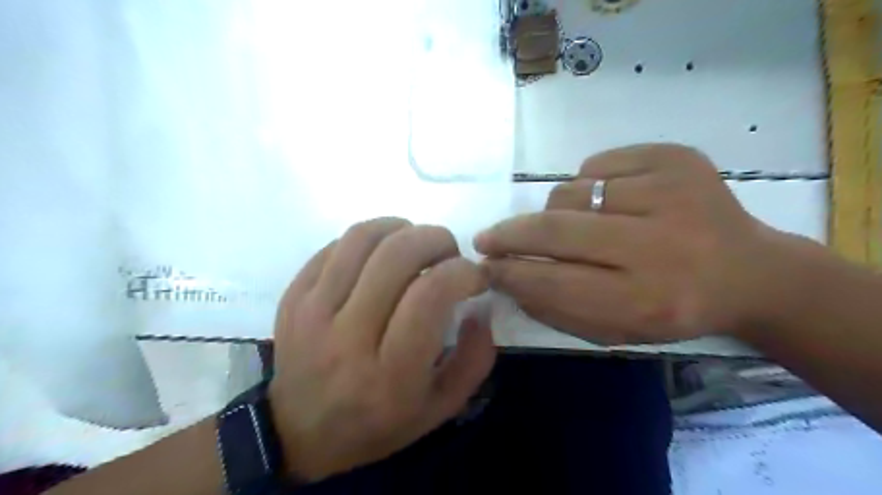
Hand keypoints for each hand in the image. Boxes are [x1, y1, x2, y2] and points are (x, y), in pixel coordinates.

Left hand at [268, 216, 493, 479]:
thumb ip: (475, 358)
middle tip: (449, 253)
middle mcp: (348, 335)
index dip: (462, 271)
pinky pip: (337, 245)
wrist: (298, 432)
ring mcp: (312, 310)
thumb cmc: (377, 424)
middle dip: (437, 239)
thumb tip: (480, 306)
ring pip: (363, 238)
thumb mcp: (441, 407)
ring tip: (416, 245)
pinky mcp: (294, 295)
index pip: (431, 294)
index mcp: (391, 372)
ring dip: (402, 228)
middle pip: (397, 255)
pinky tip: (381, 256)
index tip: (474, 276)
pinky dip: (370, 238)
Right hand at [476, 143, 792, 344]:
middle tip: (487, 239)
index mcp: (648, 300)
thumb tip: (507, 277)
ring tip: (573, 224)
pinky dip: (588, 183)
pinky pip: (598, 164)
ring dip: (555, 211)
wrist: (749, 271)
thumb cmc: (674, 308)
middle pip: (555, 229)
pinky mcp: (677, 157)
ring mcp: (671, 192)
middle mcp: (660, 246)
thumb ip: (558, 309)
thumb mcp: (617, 329)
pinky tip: (610, 200)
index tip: (484, 267)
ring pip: (570, 193)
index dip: (510, 272)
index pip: (552, 281)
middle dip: (510, 234)